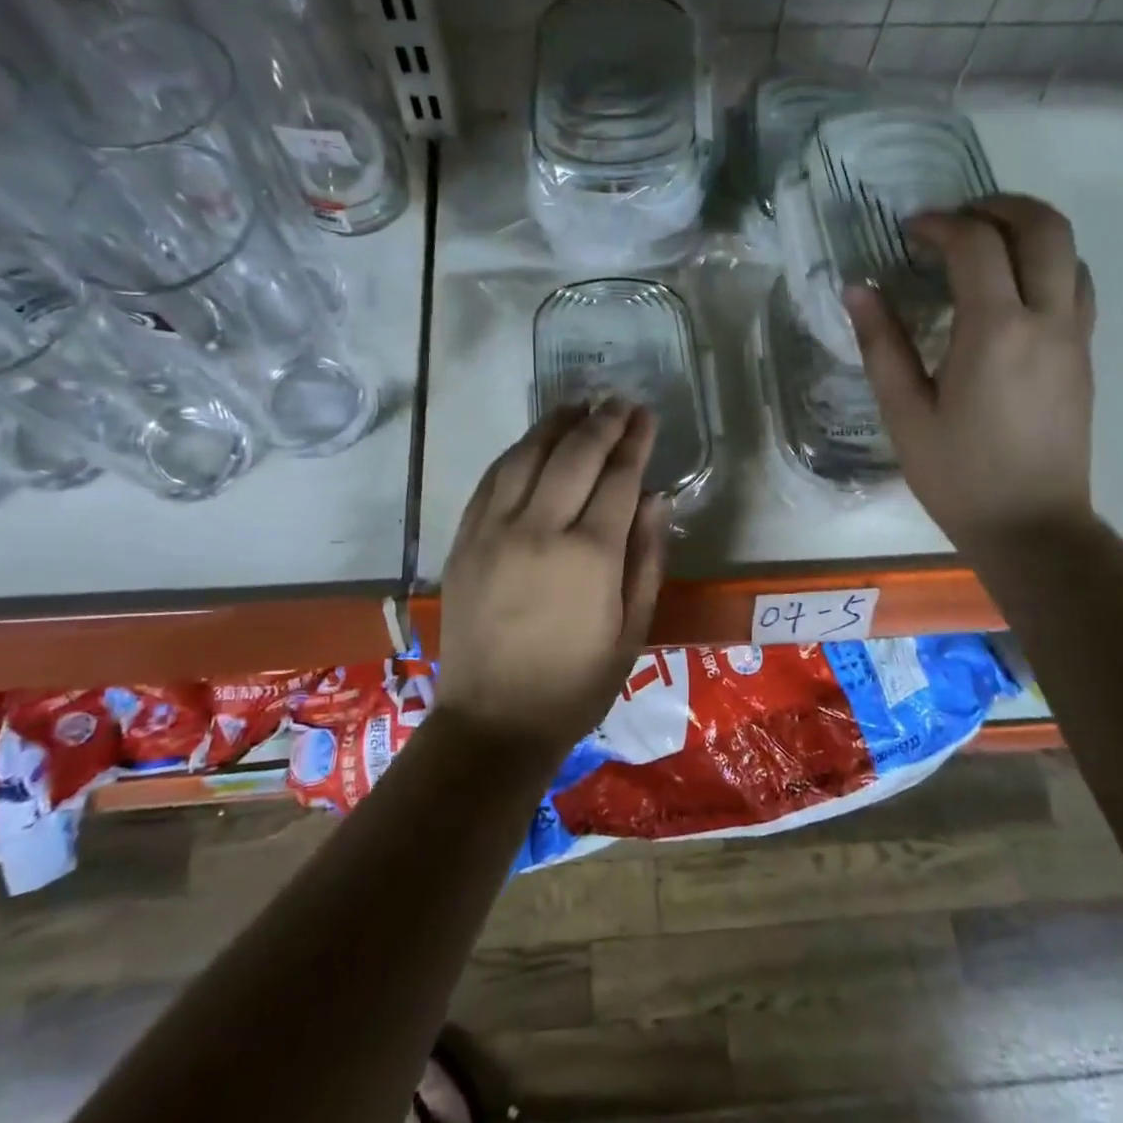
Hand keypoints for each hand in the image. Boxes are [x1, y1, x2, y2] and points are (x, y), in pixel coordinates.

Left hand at [437, 400, 668, 759]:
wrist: (494, 721)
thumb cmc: (576, 684)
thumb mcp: (632, 630)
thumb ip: (647, 558)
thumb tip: (657, 498)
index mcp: (590, 555)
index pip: (618, 478)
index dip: (635, 441)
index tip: (646, 415)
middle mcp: (539, 529)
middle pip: (574, 455)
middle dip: (602, 422)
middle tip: (619, 401)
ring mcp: (494, 530)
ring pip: (527, 455)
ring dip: (556, 425)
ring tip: (578, 405)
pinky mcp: (465, 539)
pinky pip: (492, 479)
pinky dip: (517, 451)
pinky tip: (533, 442)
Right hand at [845, 194, 1096, 555]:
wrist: (1032, 527)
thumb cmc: (958, 475)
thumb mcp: (904, 414)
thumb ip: (881, 344)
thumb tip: (858, 289)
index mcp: (995, 332)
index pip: (976, 245)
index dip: (940, 224)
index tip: (909, 232)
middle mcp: (1046, 320)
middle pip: (1044, 226)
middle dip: (998, 206)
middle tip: (955, 219)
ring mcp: (1074, 336)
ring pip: (1070, 250)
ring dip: (1029, 230)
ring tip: (982, 246)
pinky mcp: (1083, 355)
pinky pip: (1077, 284)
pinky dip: (1047, 263)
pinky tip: (1010, 289)